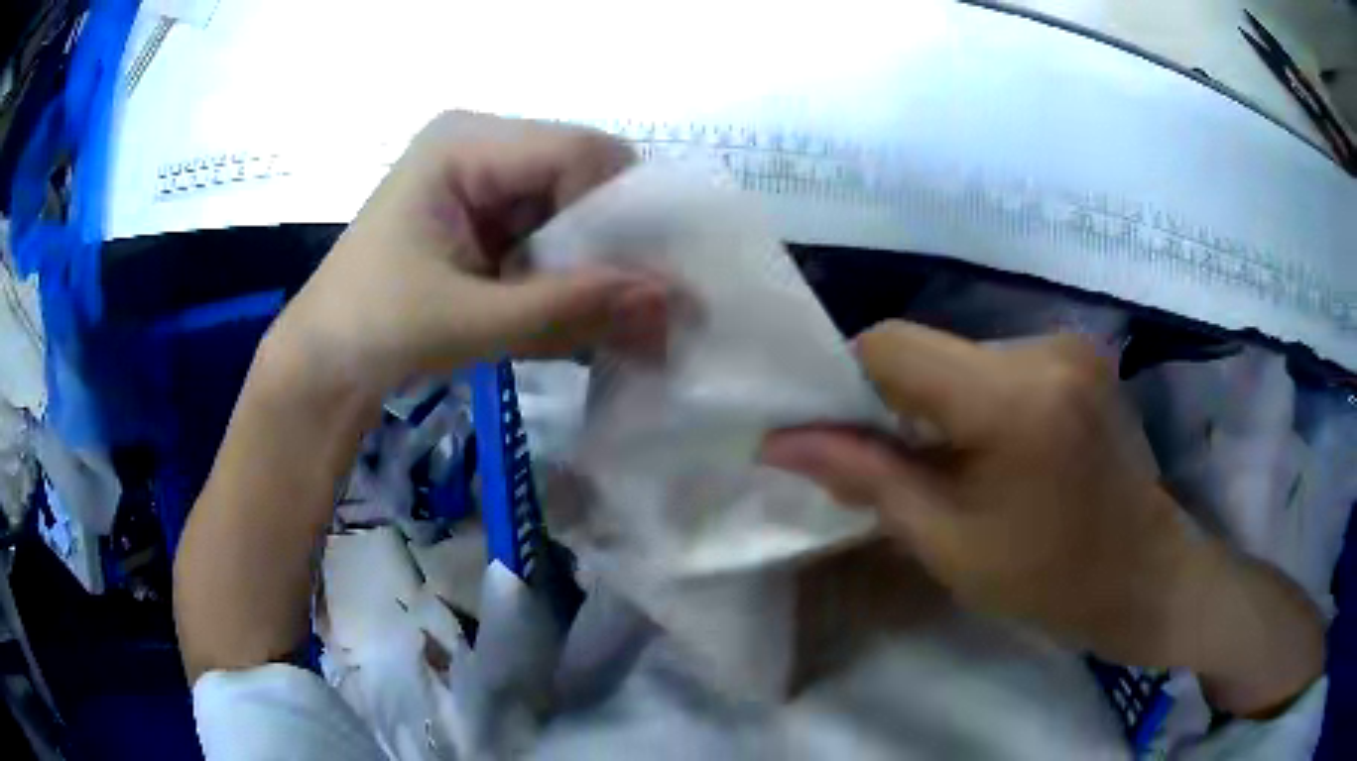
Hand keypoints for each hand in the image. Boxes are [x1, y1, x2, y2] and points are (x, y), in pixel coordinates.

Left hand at [264, 112, 667, 403]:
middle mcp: (480, 147)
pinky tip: (578, 318)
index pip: (577, 151)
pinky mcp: (485, 220)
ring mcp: (483, 184)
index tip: (650, 278)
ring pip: (571, 212)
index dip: (623, 209)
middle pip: (580, 179)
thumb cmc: (373, 330)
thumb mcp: (470, 320)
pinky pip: (549, 237)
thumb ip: (570, 308)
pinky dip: (568, 279)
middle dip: (612, 244)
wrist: (321, 367)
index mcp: (465, 142)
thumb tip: (673, 301)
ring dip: (593, 268)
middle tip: (645, 310)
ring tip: (618, 324)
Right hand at [762, 321, 1322, 715]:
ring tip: (951, 463)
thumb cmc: (1048, 580)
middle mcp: (1044, 347)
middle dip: (894, 400)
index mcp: (1014, 399)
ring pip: (960, 353)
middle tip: (894, 465)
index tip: (837, 435)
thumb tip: (781, 441)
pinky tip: (992, 447)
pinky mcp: (1078, 350)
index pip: (892, 346)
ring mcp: (1068, 342)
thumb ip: (866, 479)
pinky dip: (974, 397)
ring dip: (937, 400)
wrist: (1144, 573)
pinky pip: (996, 360)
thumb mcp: (948, 543)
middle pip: (928, 348)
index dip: (848, 382)